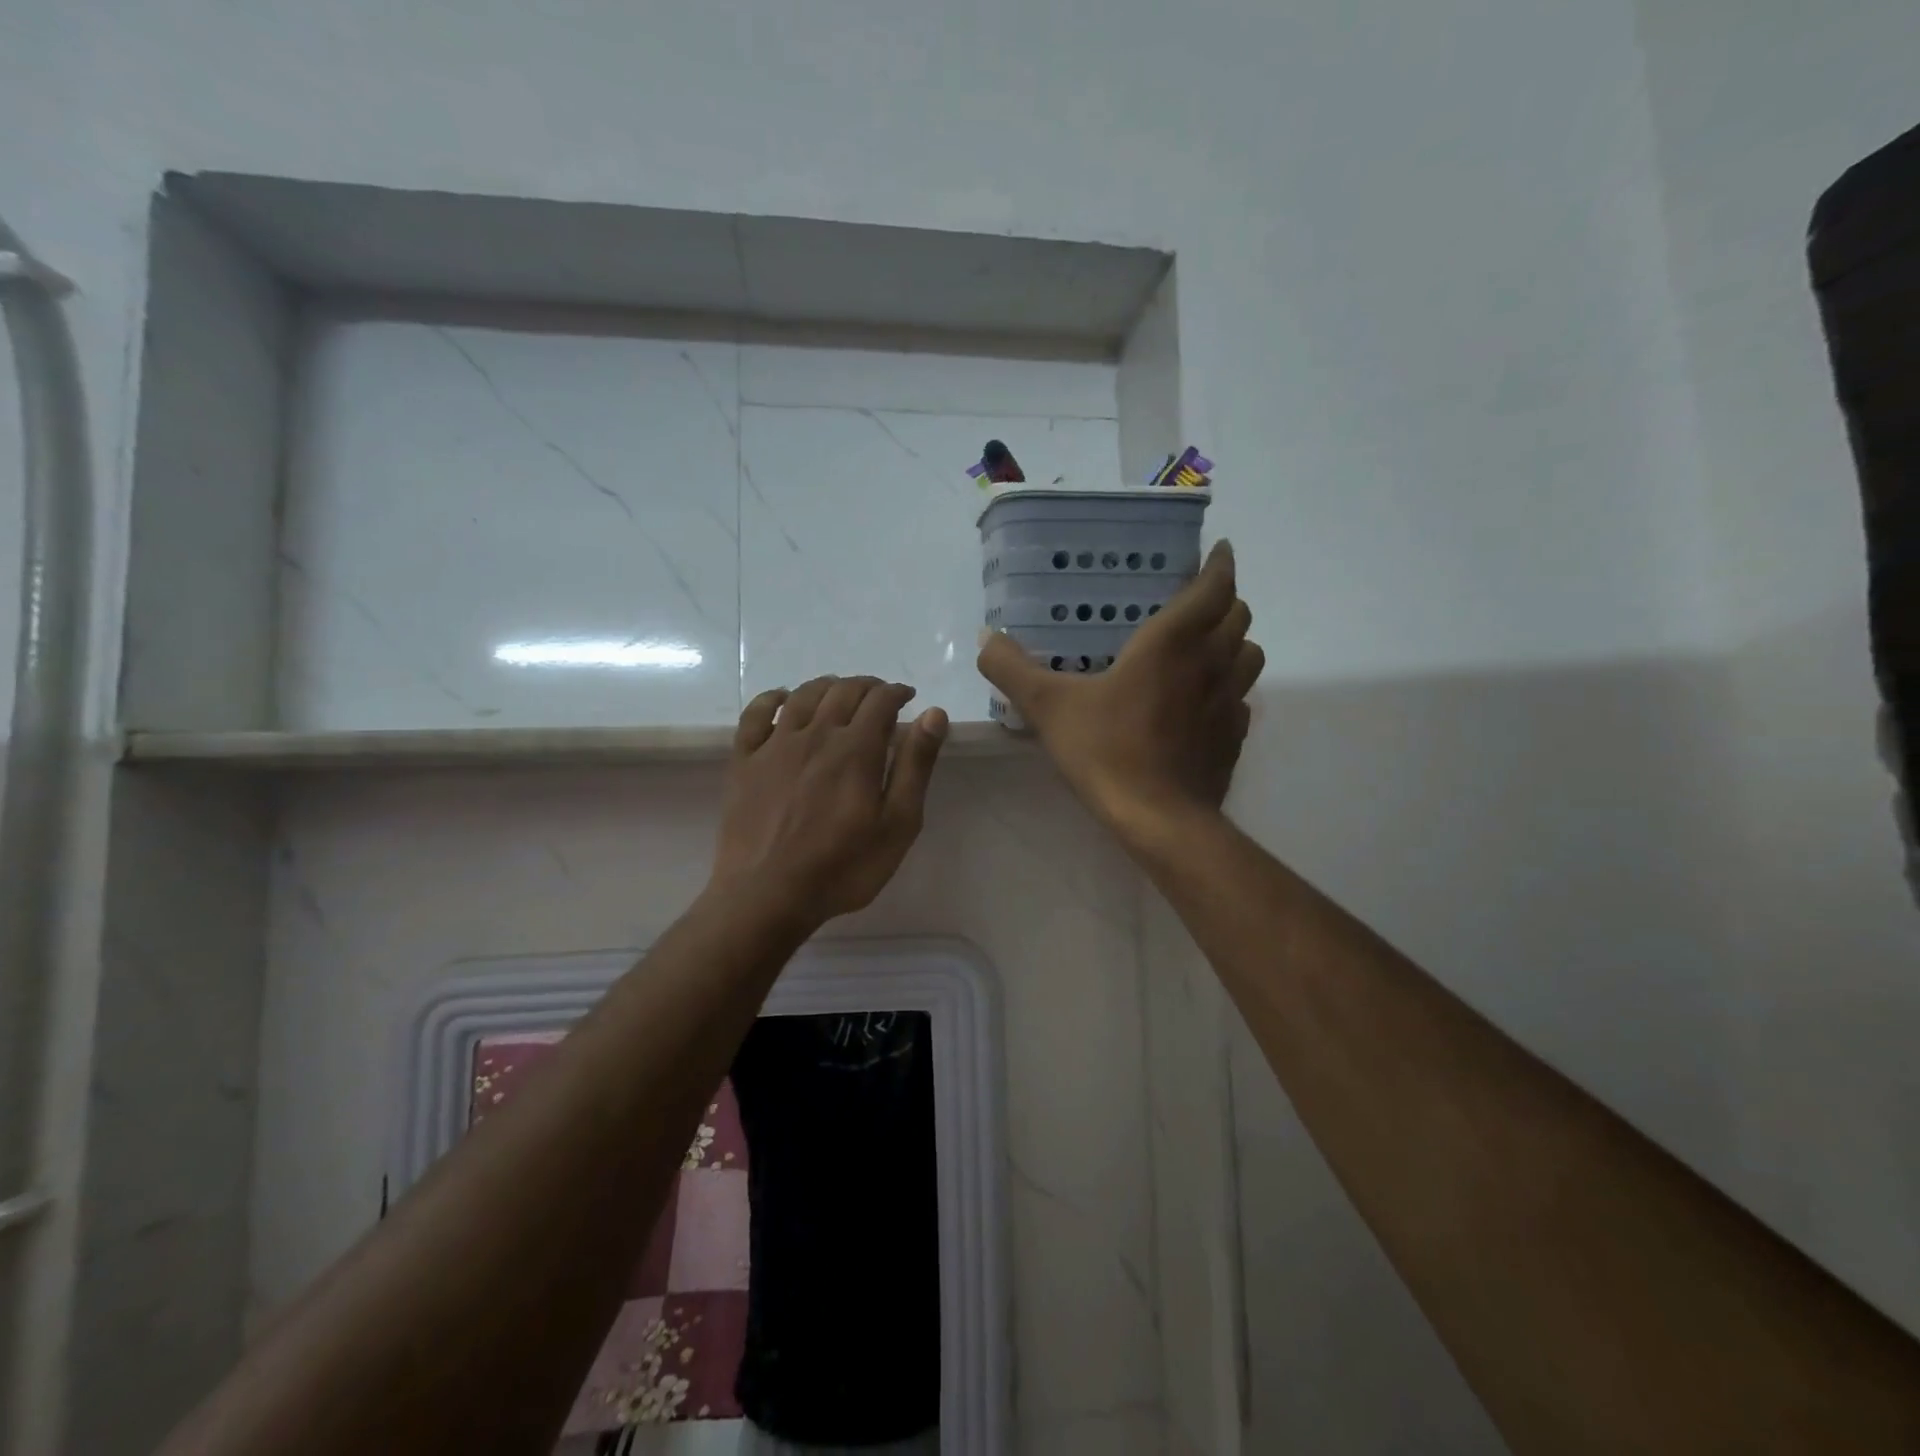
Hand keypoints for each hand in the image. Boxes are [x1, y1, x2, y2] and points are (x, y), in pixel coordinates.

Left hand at [711, 675, 948, 927]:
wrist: (767, 895)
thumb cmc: (843, 867)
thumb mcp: (897, 824)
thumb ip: (916, 766)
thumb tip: (933, 714)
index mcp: (856, 749)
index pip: (880, 700)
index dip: (897, 692)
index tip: (907, 698)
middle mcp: (815, 734)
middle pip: (843, 691)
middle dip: (867, 686)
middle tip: (879, 697)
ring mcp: (775, 745)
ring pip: (803, 695)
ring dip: (827, 686)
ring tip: (840, 693)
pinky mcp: (744, 761)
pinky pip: (755, 714)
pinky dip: (772, 698)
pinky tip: (782, 698)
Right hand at [977, 540, 1262, 844]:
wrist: (1160, 819)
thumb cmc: (1107, 751)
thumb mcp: (1048, 707)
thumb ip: (1012, 669)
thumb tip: (986, 638)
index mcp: (1173, 643)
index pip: (1215, 587)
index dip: (1220, 565)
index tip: (1218, 552)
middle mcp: (1211, 663)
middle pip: (1240, 616)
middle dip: (1225, 600)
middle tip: (1198, 600)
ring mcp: (1229, 702)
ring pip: (1249, 655)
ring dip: (1234, 641)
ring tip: (1206, 646)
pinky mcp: (1234, 737)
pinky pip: (1242, 697)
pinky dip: (1229, 686)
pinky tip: (1201, 701)